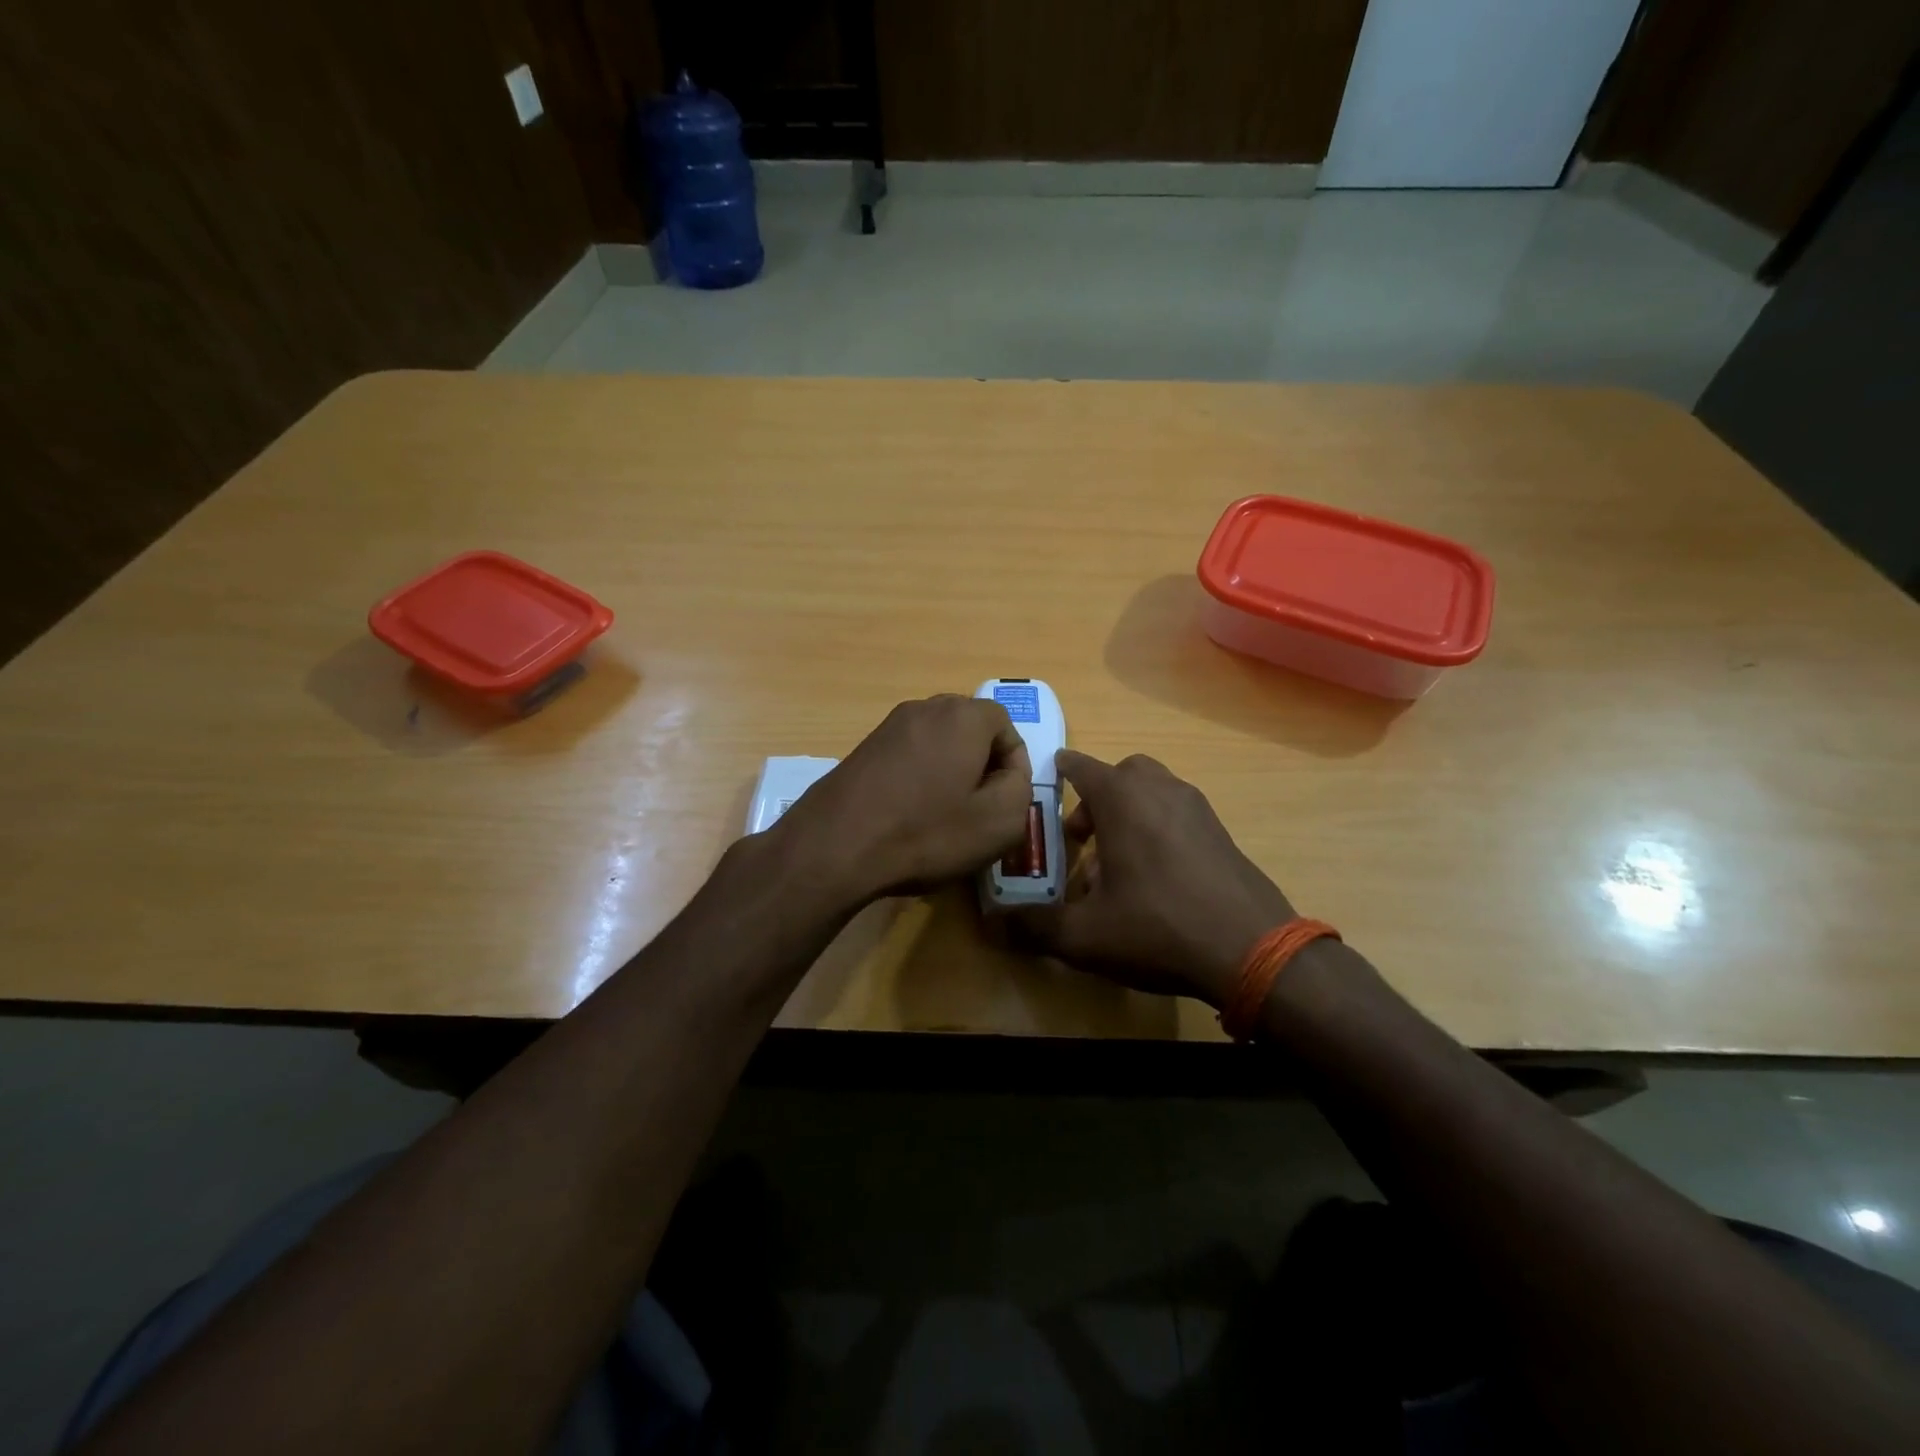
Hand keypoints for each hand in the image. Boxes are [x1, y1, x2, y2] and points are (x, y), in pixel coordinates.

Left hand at [768, 695, 1032, 907]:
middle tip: (980, 807)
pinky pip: (908, 756)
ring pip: (938, 743)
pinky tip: (910, 815)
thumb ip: (1020, 788)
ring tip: (945, 816)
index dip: (1014, 764)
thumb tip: (1009, 774)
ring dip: (949, 773)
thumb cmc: (927, 832)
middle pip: (970, 730)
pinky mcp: (863, 748)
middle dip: (982, 765)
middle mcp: (925, 708)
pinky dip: (918, 779)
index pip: (1006, 725)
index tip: (1007, 801)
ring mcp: (889, 726)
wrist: (836, 846)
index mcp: (963, 716)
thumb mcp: (1000, 821)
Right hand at [1014, 751, 1292, 1004]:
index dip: (1062, 771)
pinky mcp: (1222, 831)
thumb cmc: (1158, 927)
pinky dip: (1158, 827)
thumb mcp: (1085, 936)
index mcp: (1123, 799)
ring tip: (1117, 862)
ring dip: (1129, 812)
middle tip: (1083, 837)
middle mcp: (1160, 790)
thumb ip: (1035, 926)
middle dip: (1097, 797)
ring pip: (1153, 791)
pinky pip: (1178, 813)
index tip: (1050, 778)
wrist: (1253, 949)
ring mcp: (1197, 808)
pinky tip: (1155, 877)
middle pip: (1121, 774)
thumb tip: (993, 923)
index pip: (1082, 767)